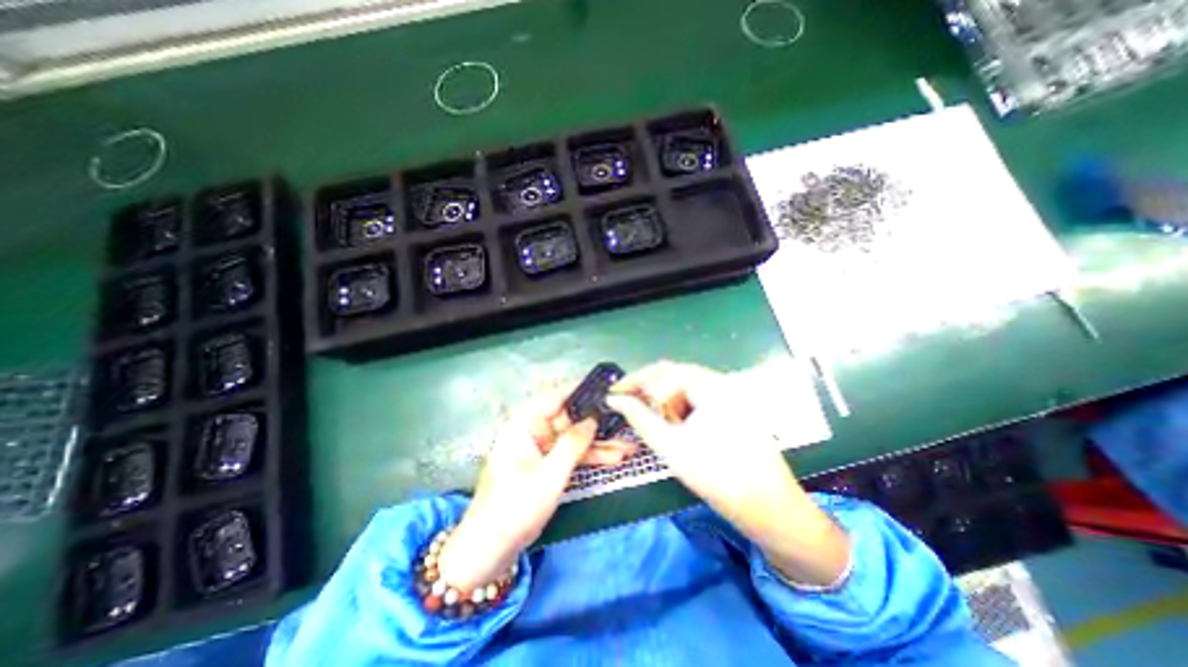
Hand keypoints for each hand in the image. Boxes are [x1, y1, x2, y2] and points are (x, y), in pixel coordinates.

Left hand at [439, 388, 621, 591]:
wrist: (489, 551)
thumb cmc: (515, 509)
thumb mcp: (549, 476)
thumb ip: (573, 444)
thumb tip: (593, 419)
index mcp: (524, 425)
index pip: (556, 397)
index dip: (582, 390)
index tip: (607, 386)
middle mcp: (532, 431)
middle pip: (570, 419)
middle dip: (598, 424)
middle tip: (626, 421)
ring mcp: (540, 449)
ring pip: (574, 438)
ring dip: (599, 443)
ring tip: (628, 446)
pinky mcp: (546, 465)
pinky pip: (571, 454)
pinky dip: (590, 457)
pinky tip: (614, 458)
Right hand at [607, 361, 850, 586]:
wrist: (770, 510)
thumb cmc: (718, 476)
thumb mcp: (671, 446)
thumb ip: (639, 418)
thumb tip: (614, 401)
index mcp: (711, 384)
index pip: (663, 370)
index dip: (635, 381)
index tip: (614, 395)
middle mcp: (722, 383)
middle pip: (674, 377)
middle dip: (649, 392)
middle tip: (629, 408)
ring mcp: (729, 396)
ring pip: (685, 390)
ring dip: (665, 403)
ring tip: (657, 426)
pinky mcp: (731, 410)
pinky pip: (697, 401)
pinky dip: (681, 411)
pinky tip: (676, 429)